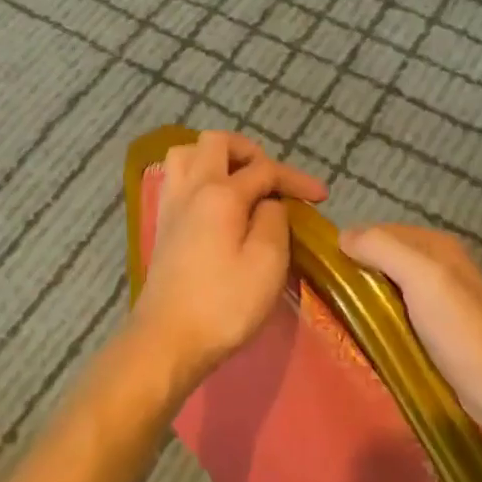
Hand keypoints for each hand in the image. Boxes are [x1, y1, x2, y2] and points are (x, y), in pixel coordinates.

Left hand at [132, 131, 326, 389]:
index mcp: (220, 194)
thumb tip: (268, 202)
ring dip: (215, 157)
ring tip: (239, 181)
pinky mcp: (162, 224)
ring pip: (187, 154)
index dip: (294, 178)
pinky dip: (197, 175)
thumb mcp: (267, 263)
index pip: (263, 169)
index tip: (320, 196)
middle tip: (270, 178)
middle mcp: (191, 188)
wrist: (167, 339)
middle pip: (216, 142)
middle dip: (249, 151)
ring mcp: (171, 204)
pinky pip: (176, 178)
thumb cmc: (223, 304)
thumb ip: (273, 221)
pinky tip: (214, 201)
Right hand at [339, 224, 481, 434]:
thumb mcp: (420, 275)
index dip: (352, 246)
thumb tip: (342, 237)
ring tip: (339, 316)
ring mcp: (437, 299)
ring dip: (365, 299)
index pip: (378, 232)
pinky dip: (379, 320)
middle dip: (356, 273)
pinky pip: (396, 314)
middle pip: (382, 259)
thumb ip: (382, 248)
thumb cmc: (459, 327)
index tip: (323, 269)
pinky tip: (365, 335)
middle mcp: (436, 264)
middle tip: (327, 296)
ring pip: (387, 288)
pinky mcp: (435, 329)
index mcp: (434, 244)